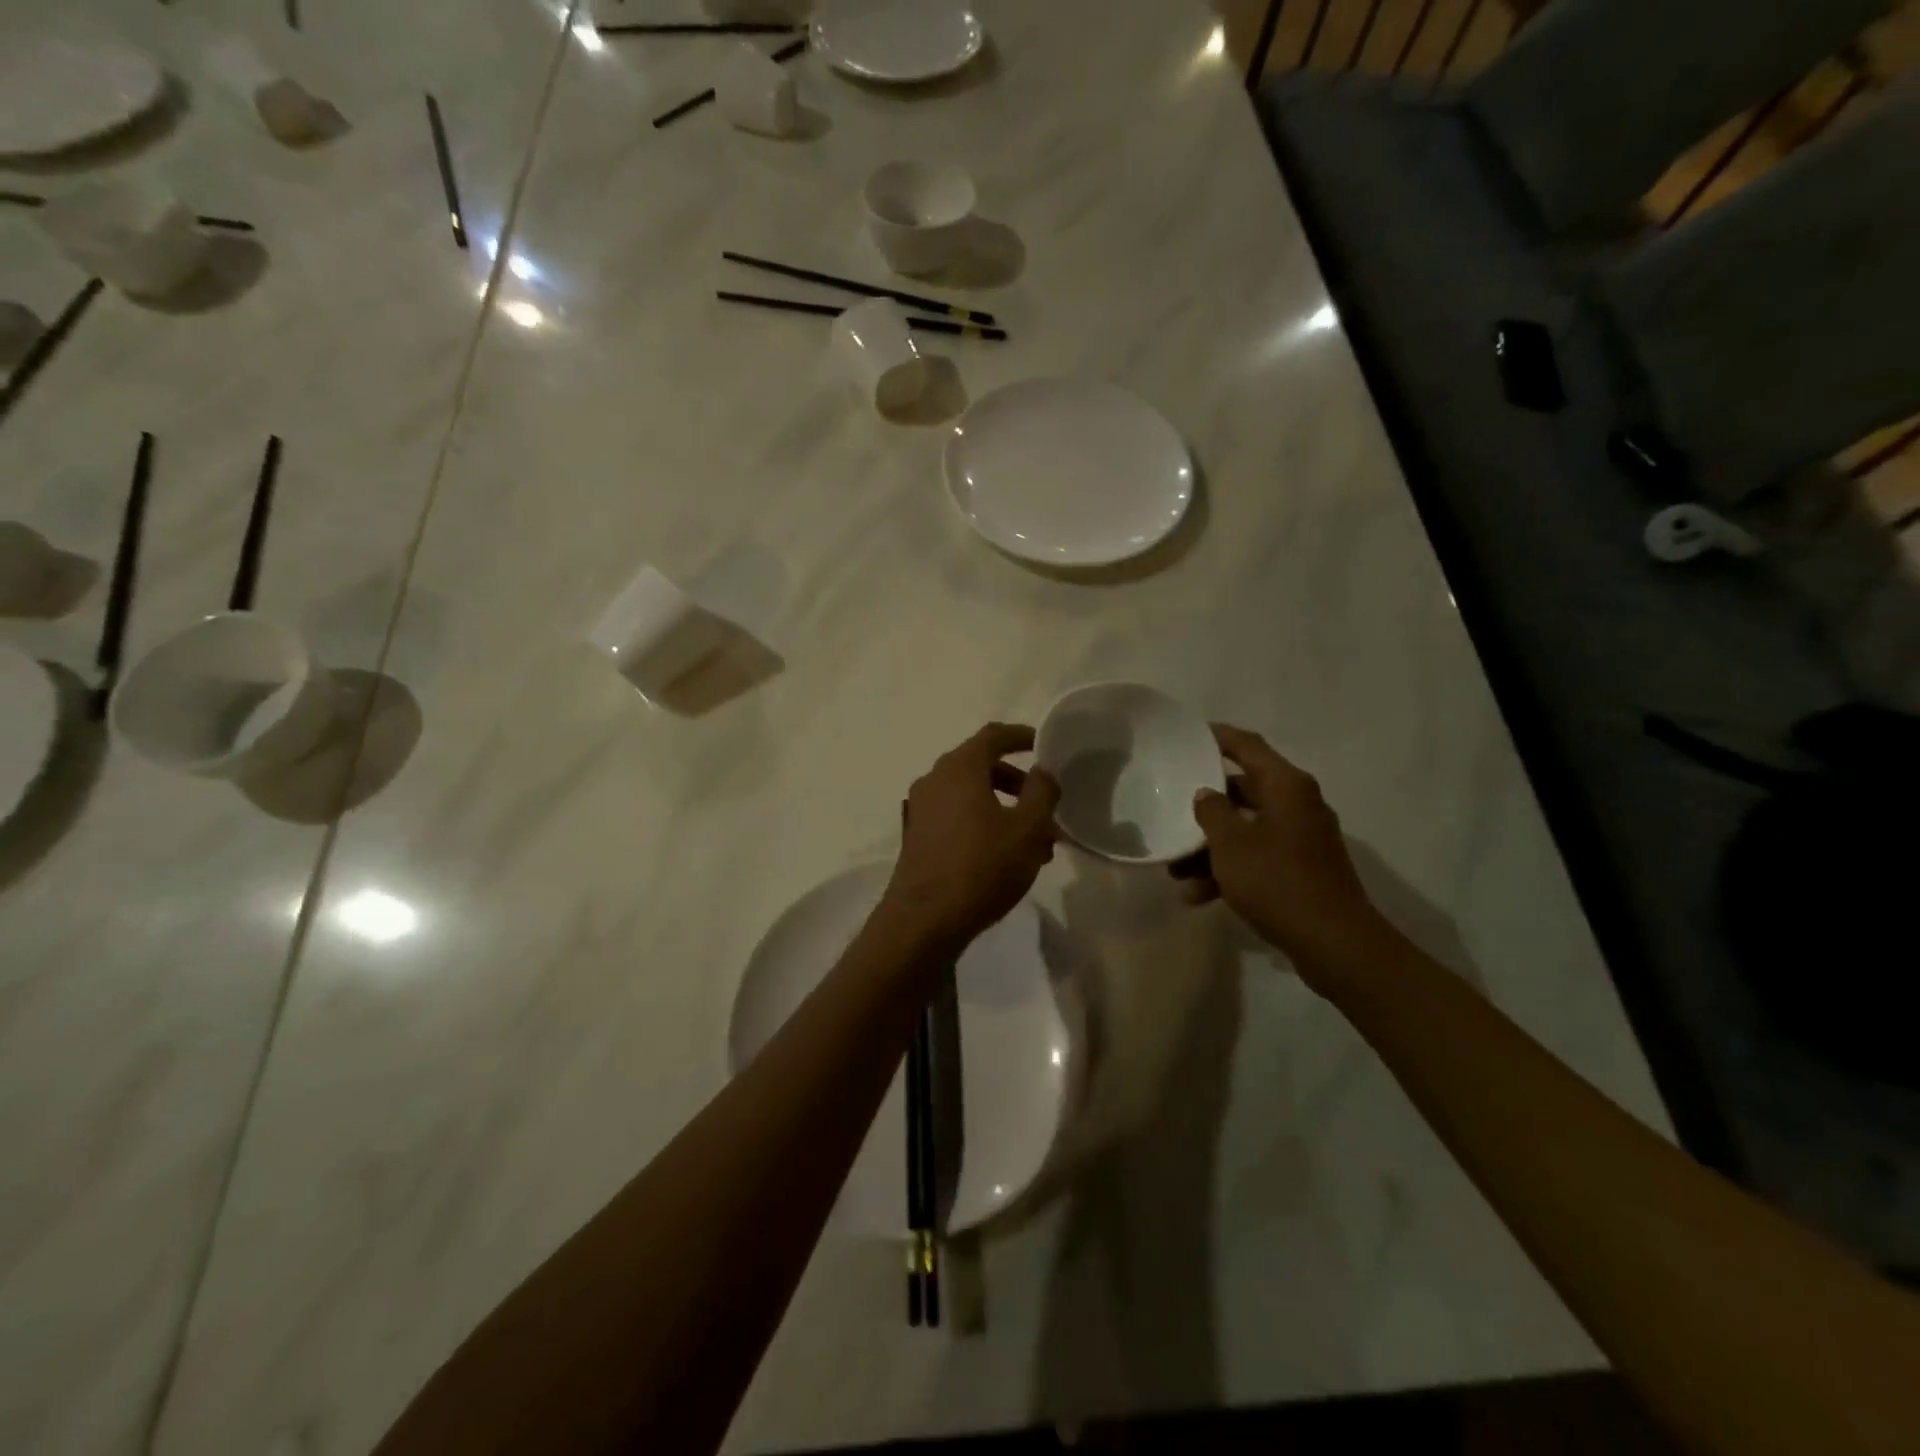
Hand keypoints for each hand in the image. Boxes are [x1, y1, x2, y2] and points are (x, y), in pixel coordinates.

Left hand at [882, 723, 1060, 947]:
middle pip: (983, 767)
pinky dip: (984, 825)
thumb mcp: (1028, 829)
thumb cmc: (981, 866)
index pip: (993, 735)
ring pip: (972, 797)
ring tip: (1037, 845)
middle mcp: (935, 780)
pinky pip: (957, 817)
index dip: (1021, 736)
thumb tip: (1042, 772)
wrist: (924, 920)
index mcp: (959, 767)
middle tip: (1047, 808)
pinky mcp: (917, 836)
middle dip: (1019, 785)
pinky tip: (1007, 858)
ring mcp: (921, 809)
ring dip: (1005, 810)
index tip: (1044, 744)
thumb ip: (1041, 792)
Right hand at [1176, 724, 1389, 975]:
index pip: (1248, 746)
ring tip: (1176, 872)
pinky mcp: (1302, 869)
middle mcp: (1298, 805)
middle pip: (1243, 791)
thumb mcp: (1231, 844)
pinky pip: (1257, 858)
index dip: (1218, 737)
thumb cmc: (1277, 881)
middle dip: (1204, 807)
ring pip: (1246, 830)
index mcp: (1287, 787)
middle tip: (1170, 809)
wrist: (1334, 943)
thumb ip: (1212, 812)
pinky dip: (1230, 871)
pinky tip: (1198, 896)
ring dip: (1210, 848)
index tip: (1188, 735)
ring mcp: (1302, 839)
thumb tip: (1207, 794)